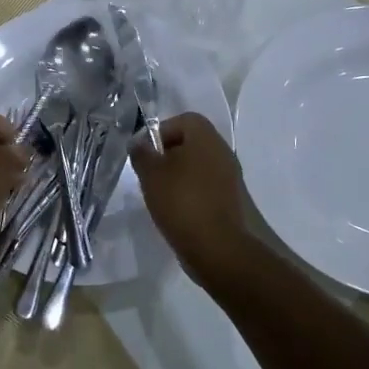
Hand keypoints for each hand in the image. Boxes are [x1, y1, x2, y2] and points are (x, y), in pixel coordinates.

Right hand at [129, 112, 249, 271]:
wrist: (218, 248)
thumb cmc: (181, 202)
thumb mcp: (151, 175)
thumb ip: (142, 154)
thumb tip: (138, 143)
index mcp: (206, 138)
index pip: (183, 120)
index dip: (161, 131)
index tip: (146, 153)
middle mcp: (222, 152)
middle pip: (191, 143)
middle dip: (167, 155)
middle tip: (150, 174)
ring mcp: (230, 177)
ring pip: (198, 166)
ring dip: (178, 175)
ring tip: (160, 194)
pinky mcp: (230, 200)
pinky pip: (206, 186)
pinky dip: (190, 193)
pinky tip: (176, 210)